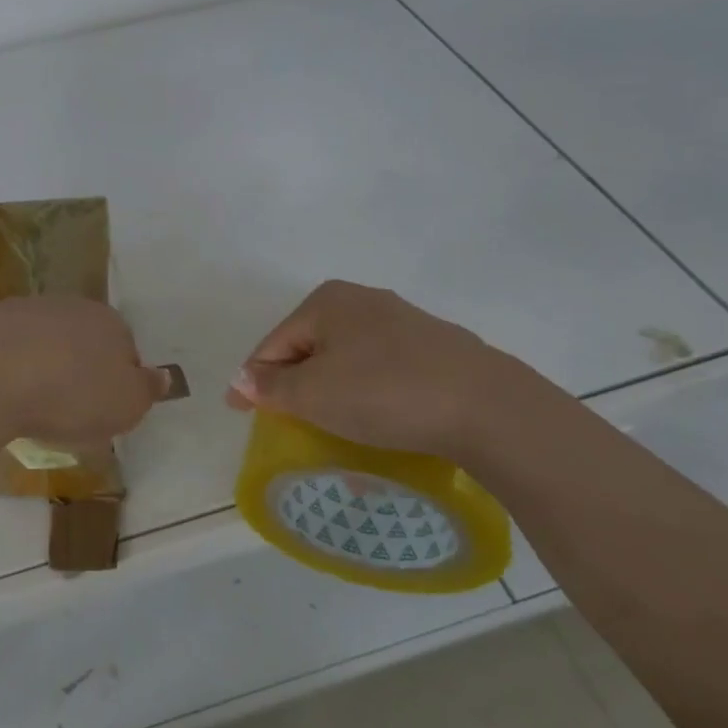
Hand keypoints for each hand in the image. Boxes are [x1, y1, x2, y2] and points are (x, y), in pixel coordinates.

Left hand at [0, 297, 171, 444]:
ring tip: (31, 403)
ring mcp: (26, 309)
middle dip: (79, 369)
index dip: (117, 382)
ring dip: (43, 363)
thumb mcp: (126, 406)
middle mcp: (71, 306)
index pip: (126, 351)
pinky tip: (2, 391)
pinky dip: (8, 364)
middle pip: (84, 341)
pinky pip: (7, 346)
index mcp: (110, 323)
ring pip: (44, 340)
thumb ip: (148, 390)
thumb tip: (164, 376)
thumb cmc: (70, 396)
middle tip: (68, 409)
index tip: (103, 411)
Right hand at [226, 280, 539, 458]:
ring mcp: (404, 322)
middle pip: (310, 347)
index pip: (274, 343)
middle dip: (294, 384)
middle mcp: (363, 301)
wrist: (487, 407)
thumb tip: (243, 378)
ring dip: (331, 391)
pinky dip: (366, 393)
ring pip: (348, 360)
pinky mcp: (436, 348)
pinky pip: (382, 370)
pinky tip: (375, 418)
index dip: (252, 379)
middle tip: (285, 421)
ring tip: (328, 426)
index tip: (239, 412)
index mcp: (327, 301)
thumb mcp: (313, 393)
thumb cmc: (384, 392)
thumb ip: (271, 386)